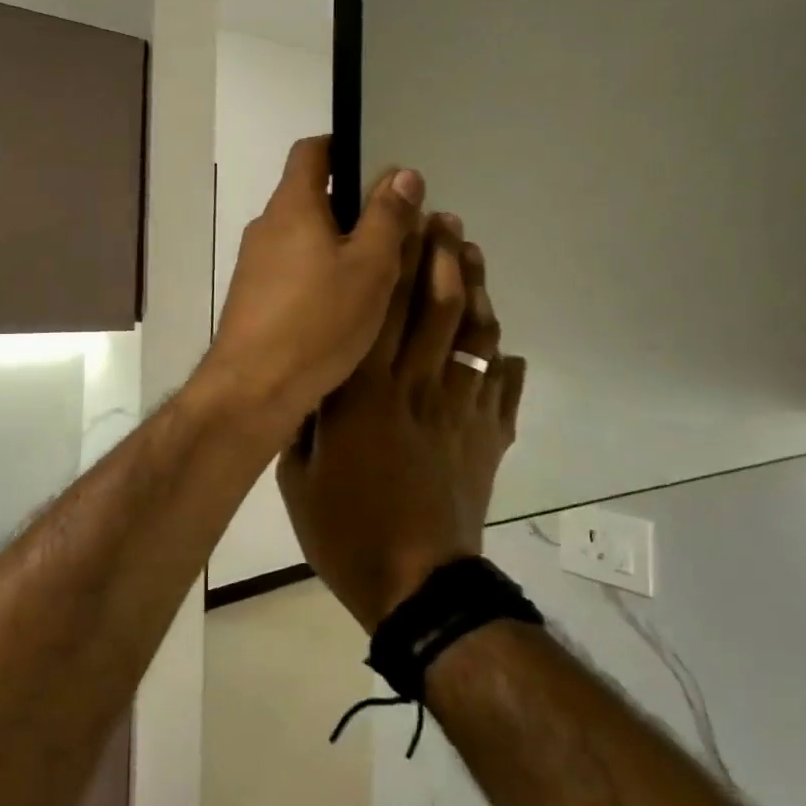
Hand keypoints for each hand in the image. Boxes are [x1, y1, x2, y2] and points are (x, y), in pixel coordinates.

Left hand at [200, 136, 425, 432]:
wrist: (253, 390)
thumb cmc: (317, 321)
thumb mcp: (369, 267)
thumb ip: (388, 217)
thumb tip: (403, 173)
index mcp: (292, 205)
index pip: (312, 151)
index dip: (344, 147)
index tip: (379, 166)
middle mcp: (267, 227)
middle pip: (311, 195)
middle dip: (353, 204)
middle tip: (397, 226)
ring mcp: (256, 265)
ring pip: (304, 237)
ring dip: (339, 243)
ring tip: (381, 268)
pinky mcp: (255, 299)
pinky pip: (294, 270)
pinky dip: (321, 273)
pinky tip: (348, 304)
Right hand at [278, 215, 527, 632]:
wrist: (417, 587)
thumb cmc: (347, 531)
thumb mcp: (298, 476)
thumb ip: (305, 421)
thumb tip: (309, 382)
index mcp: (365, 393)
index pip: (382, 308)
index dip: (396, 259)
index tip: (404, 220)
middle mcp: (416, 387)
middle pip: (437, 306)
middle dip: (444, 255)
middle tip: (446, 219)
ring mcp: (461, 410)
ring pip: (476, 336)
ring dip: (477, 290)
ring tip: (473, 255)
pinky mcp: (489, 437)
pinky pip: (504, 388)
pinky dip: (507, 363)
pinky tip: (505, 348)